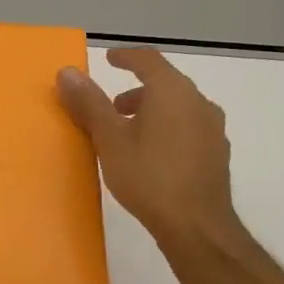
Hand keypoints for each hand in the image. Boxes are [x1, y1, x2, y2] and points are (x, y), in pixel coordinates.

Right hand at [56, 47, 239, 248]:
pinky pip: (188, 128)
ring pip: (178, 107)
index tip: (109, 59)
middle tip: (110, 107)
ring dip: (151, 111)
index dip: (126, 57)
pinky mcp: (216, 154)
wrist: (197, 226)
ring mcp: (212, 129)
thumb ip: (89, 103)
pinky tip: (152, 154)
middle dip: (135, 90)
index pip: (149, 60)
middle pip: (165, 84)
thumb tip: (67, 72)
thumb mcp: (109, 139)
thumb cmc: (148, 176)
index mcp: (173, 92)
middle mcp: (198, 103)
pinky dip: (167, 128)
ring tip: (127, 133)